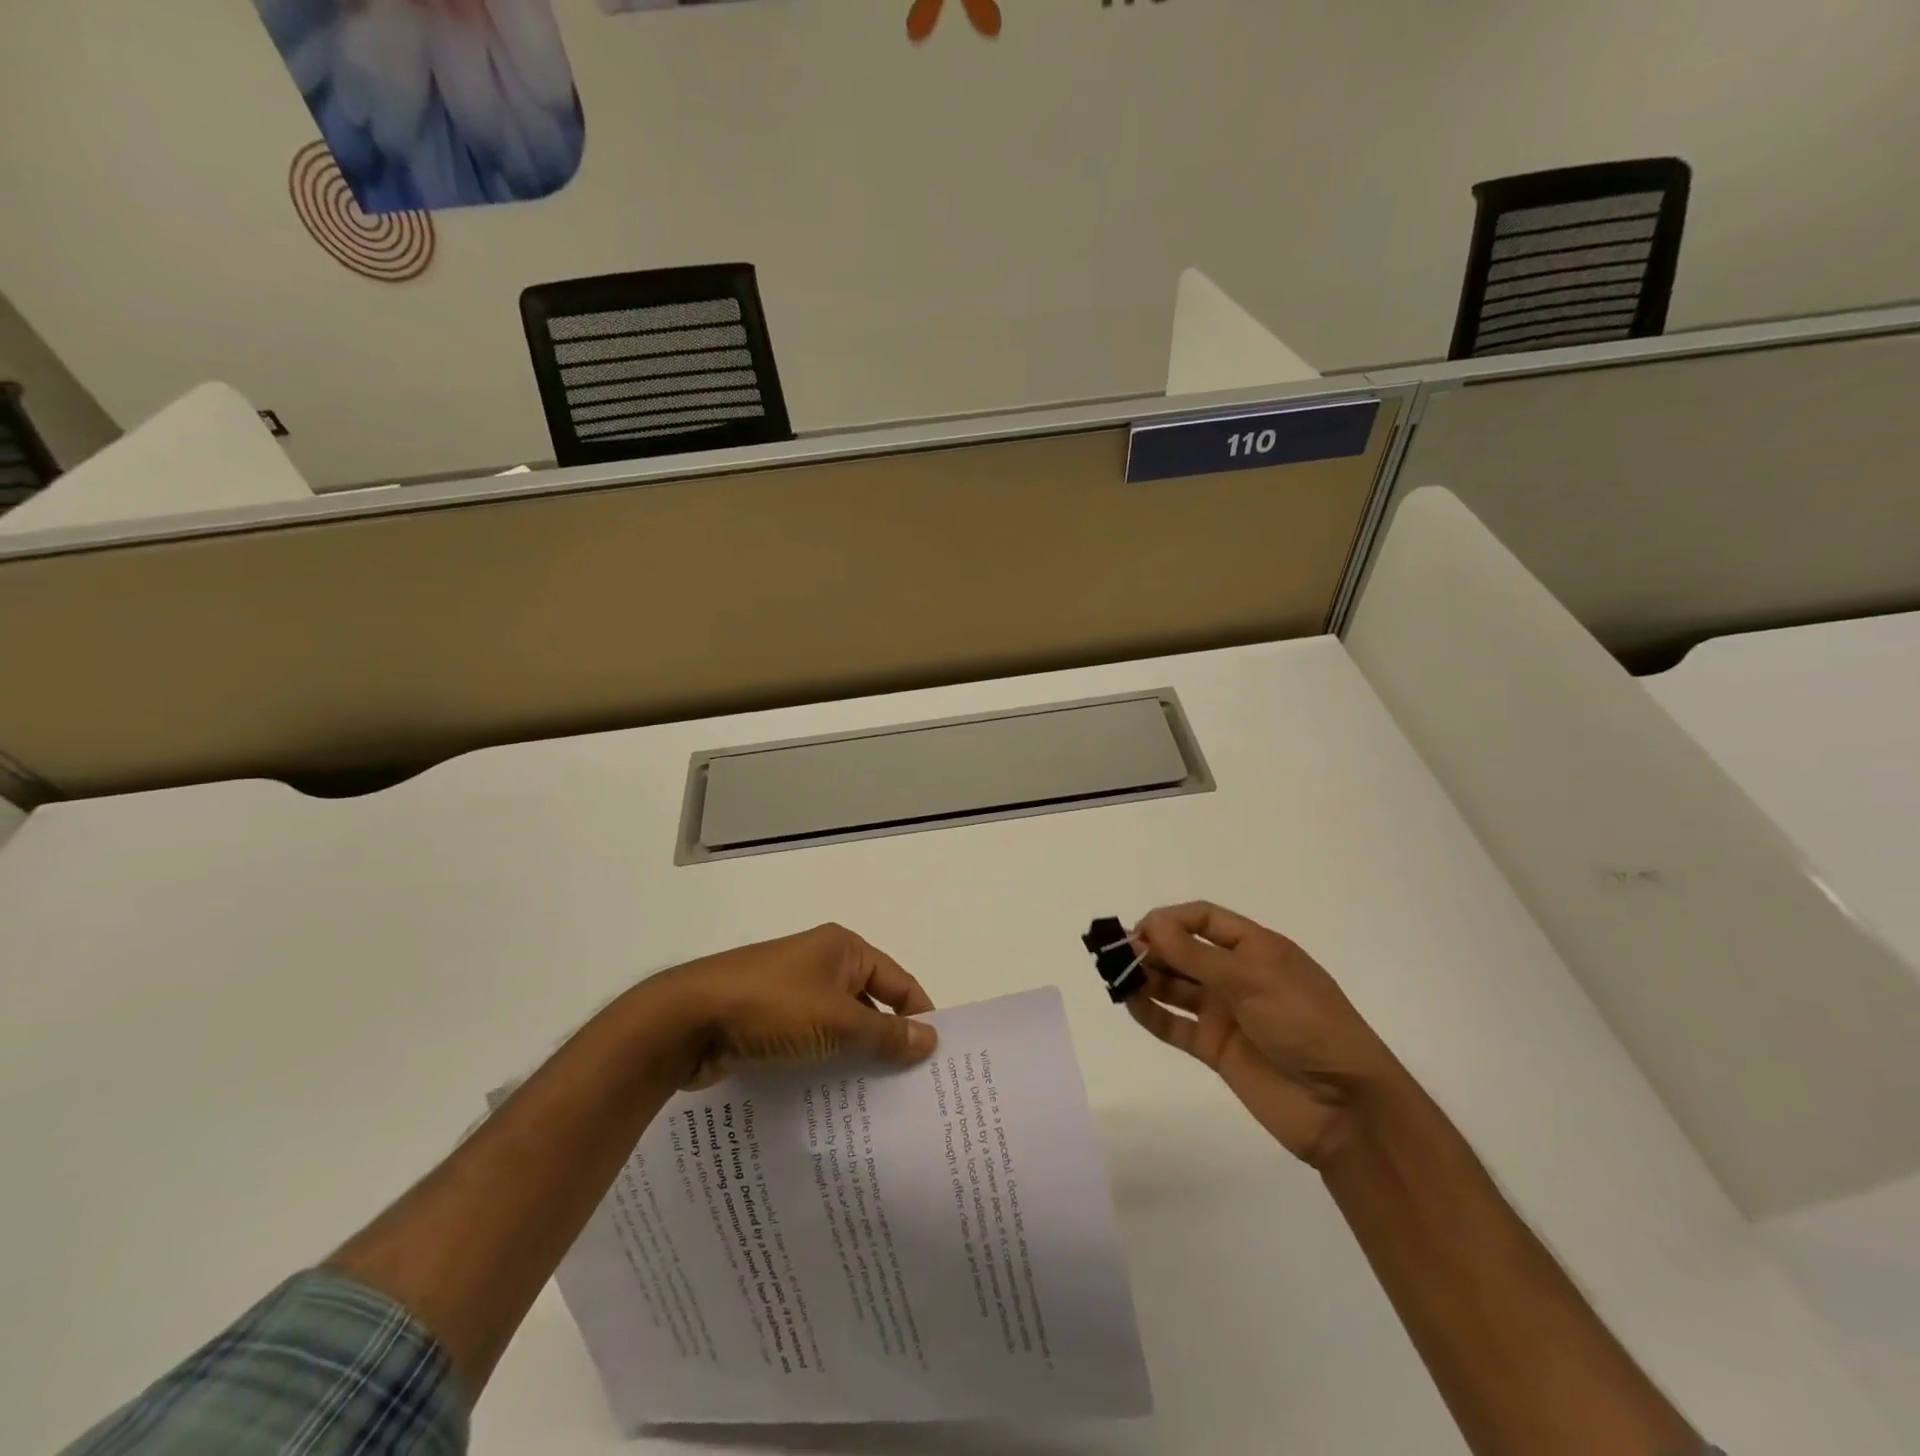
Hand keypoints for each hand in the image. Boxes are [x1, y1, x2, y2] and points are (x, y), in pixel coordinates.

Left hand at [646, 923, 938, 1088]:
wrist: (685, 1021)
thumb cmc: (772, 1008)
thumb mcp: (838, 1022)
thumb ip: (886, 1034)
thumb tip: (931, 1039)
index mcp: (844, 949)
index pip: (899, 982)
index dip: (919, 1017)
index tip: (936, 1060)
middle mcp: (821, 963)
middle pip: (869, 1004)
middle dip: (887, 1043)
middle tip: (911, 1090)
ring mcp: (791, 991)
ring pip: (838, 1027)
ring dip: (854, 1058)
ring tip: (876, 1105)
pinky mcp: (767, 1019)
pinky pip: (809, 1041)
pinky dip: (823, 1064)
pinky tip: (832, 1100)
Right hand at [1126, 902, 1402, 1166]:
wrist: (1344, 1106)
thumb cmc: (1305, 1024)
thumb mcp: (1253, 979)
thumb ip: (1196, 955)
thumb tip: (1151, 925)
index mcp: (1255, 948)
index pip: (1203, 920)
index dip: (1170, 920)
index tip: (1140, 930)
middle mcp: (1237, 976)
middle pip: (1184, 951)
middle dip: (1152, 948)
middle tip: (1118, 955)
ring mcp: (1225, 1013)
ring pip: (1175, 986)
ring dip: (1146, 978)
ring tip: (1116, 977)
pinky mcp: (1215, 1049)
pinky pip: (1174, 1024)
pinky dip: (1151, 1013)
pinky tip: (1129, 1003)